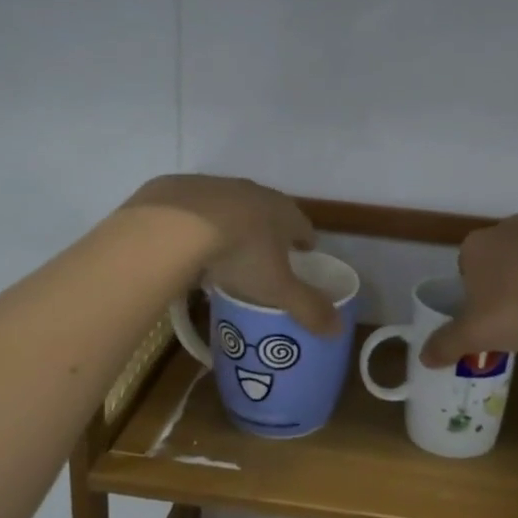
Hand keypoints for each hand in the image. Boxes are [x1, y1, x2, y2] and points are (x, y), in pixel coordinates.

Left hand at [123, 175, 338, 334]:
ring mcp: (218, 187)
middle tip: (266, 256)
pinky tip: (189, 242)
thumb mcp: (277, 289)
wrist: (178, 224)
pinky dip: (199, 223)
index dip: (305, 241)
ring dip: (235, 224)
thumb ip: (308, 308)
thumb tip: (338, 330)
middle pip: (270, 212)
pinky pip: (197, 209)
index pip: (303, 226)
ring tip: (226, 252)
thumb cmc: (240, 254)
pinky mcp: (184, 188)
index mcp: (284, 212)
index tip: (305, 253)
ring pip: (233, 207)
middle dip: (271, 232)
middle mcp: (255, 193)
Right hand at [420, 216, 517, 367]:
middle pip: (499, 260)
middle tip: (511, 319)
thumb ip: (446, 344)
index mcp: (476, 245)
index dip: (472, 293)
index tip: (483, 317)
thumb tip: (424, 357)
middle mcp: (509, 229)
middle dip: (503, 285)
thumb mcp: (474, 334)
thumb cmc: (517, 308)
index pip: (465, 266)